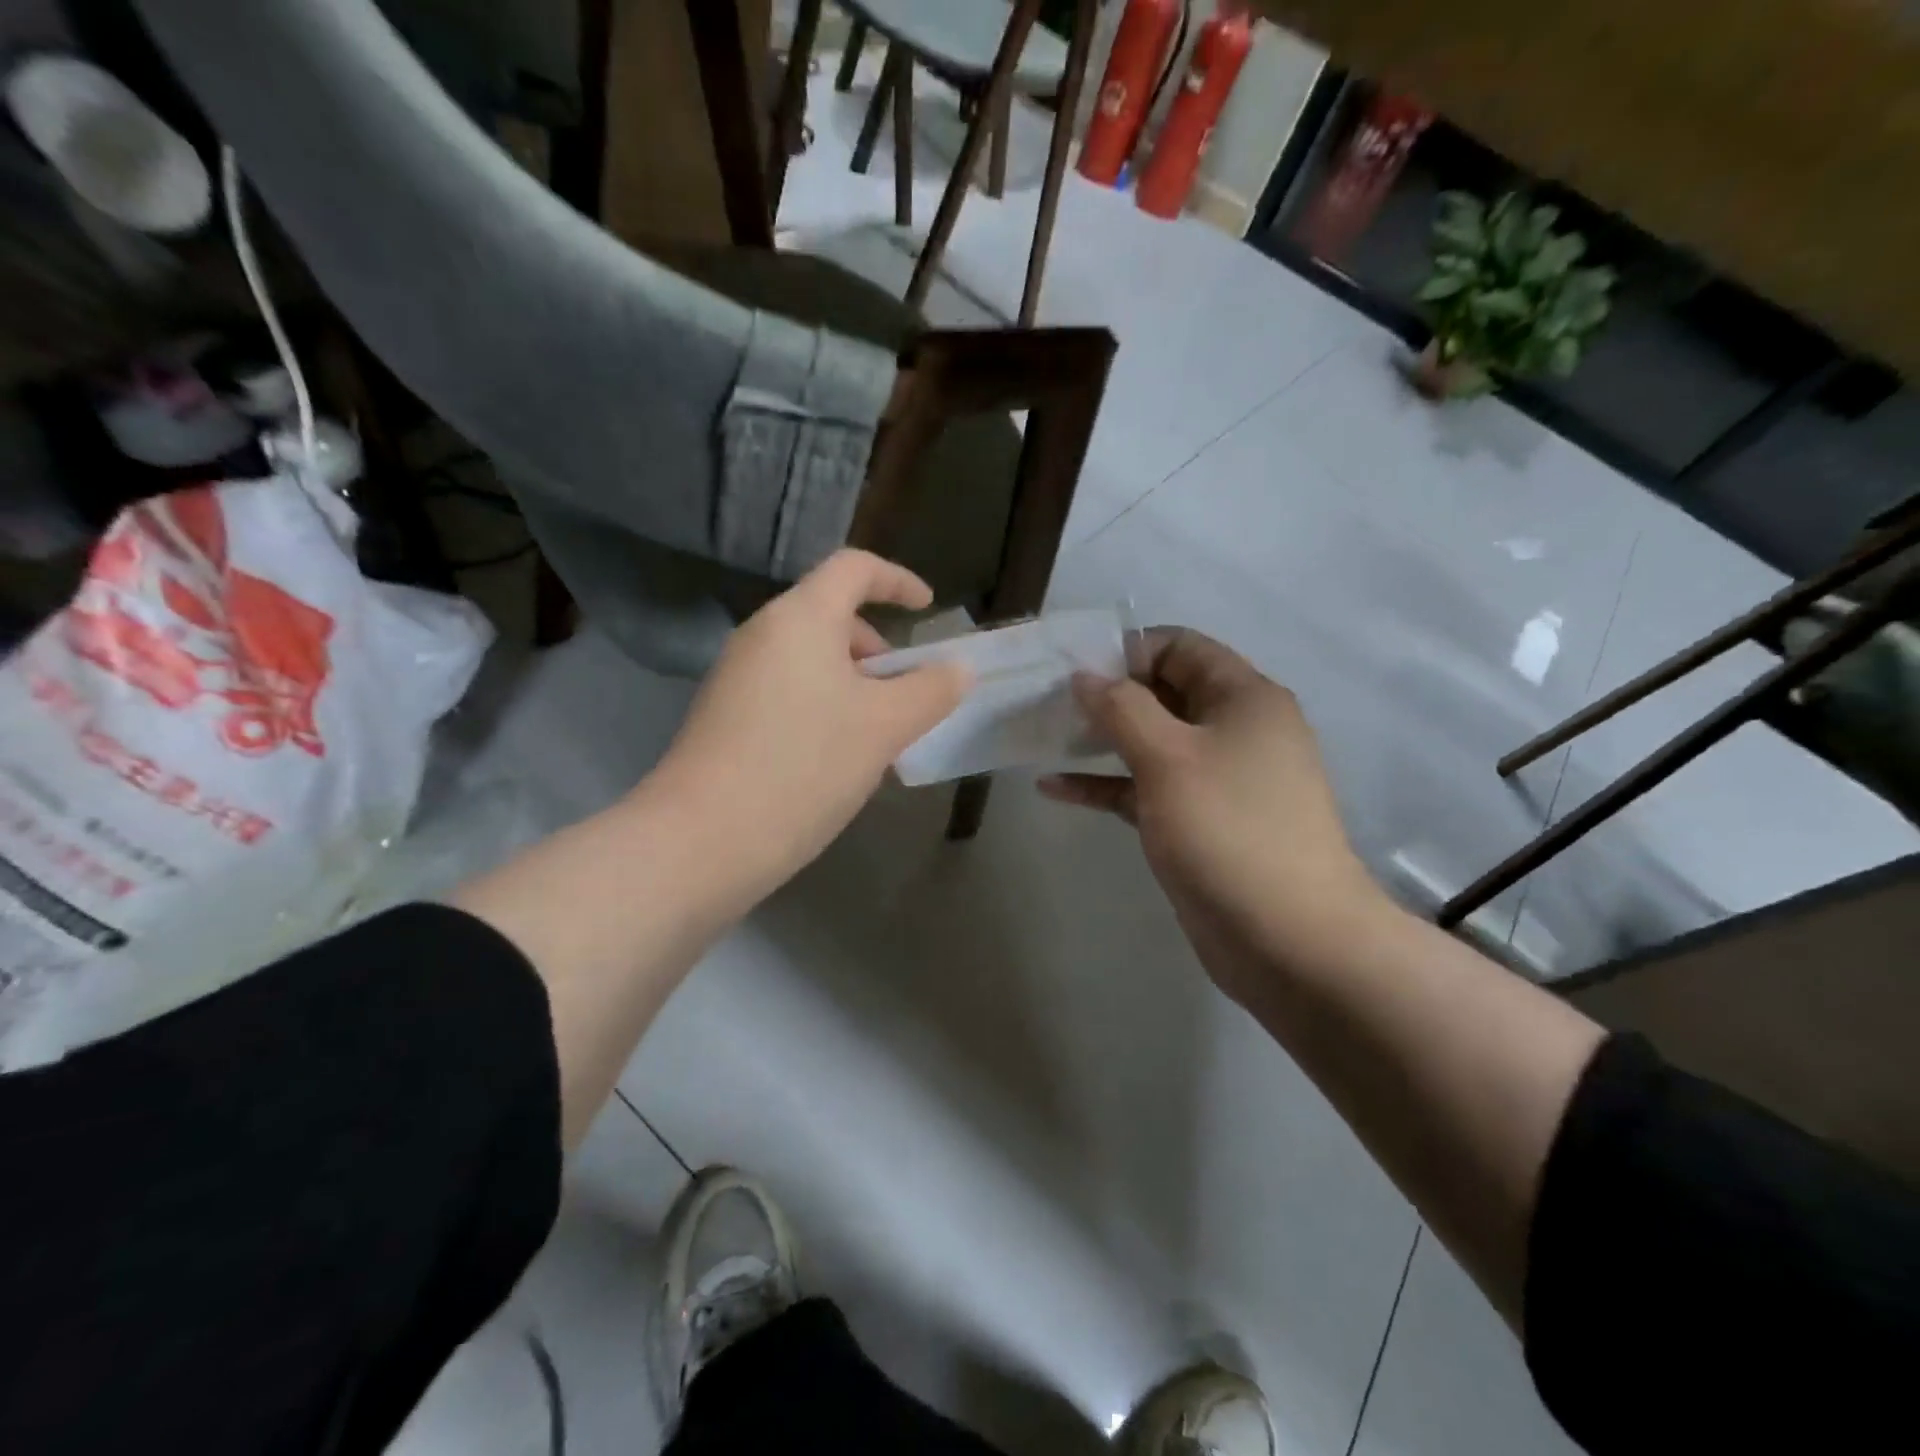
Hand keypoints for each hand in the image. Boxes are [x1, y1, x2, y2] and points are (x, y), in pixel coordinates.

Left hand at [649, 550, 969, 906]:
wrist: (703, 840)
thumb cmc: (806, 766)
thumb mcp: (885, 727)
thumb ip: (930, 690)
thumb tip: (957, 669)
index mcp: (800, 618)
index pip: (853, 568)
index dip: (897, 580)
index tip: (928, 608)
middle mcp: (762, 634)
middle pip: (831, 616)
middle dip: (877, 648)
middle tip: (905, 696)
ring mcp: (736, 676)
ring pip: (810, 659)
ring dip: (853, 684)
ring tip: (876, 737)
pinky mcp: (724, 716)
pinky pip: (787, 691)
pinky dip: (823, 706)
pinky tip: (835, 759)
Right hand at [1040, 628, 1388, 1003]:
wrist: (1287, 939)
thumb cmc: (1228, 830)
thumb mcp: (1168, 757)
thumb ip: (1122, 708)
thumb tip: (1085, 675)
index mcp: (1243, 698)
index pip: (1180, 647)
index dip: (1127, 651)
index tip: (1075, 671)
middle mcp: (1234, 730)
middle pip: (1164, 692)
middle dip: (1107, 696)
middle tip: (1050, 705)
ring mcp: (1217, 779)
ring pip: (1152, 743)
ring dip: (1102, 740)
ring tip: (1045, 738)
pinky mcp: (1198, 822)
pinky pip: (1147, 789)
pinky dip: (1106, 785)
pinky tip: (1054, 788)